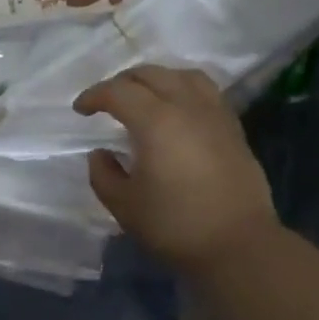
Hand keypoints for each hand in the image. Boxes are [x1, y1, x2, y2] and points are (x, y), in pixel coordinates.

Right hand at [73, 65, 279, 274]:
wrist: (238, 244)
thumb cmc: (175, 226)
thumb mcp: (124, 206)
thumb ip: (103, 175)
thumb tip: (100, 154)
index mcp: (156, 121)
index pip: (118, 92)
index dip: (94, 96)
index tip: (80, 110)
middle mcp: (187, 107)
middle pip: (152, 75)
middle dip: (123, 82)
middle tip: (107, 101)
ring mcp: (215, 115)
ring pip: (183, 76)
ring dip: (157, 79)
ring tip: (144, 97)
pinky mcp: (233, 129)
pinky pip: (206, 92)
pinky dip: (183, 90)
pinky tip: (178, 112)